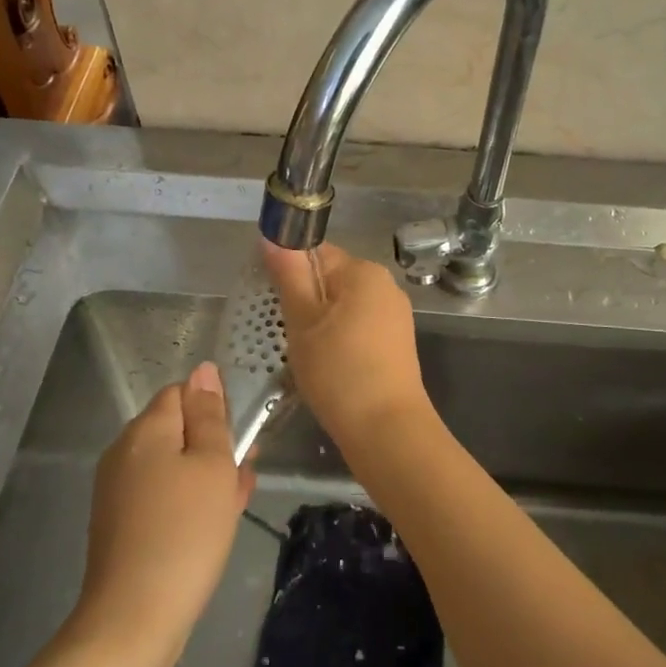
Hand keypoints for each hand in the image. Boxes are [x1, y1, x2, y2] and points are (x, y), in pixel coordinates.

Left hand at [73, 363, 255, 666]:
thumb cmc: (185, 533)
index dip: (213, 410)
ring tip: (232, 505)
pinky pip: (161, 496)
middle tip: (240, 478)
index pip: (182, 393)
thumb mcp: (212, 466)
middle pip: (177, 429)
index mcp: (145, 430)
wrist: (134, 620)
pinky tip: (210, 527)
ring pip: (173, 465)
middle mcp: (124, 452)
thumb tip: (203, 370)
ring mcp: (118, 490)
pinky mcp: (120, 523)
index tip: (235, 444)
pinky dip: (187, 503)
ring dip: (205, 477)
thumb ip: (210, 416)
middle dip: (213, 447)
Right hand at [260, 240, 432, 454]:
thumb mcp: (302, 321)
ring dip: (320, 322)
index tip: (269, 300)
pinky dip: (339, 339)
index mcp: (364, 272)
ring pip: (343, 306)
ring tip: (304, 353)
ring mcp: (395, 315)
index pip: (316, 252)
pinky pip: (358, 327)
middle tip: (285, 332)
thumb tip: (272, 236)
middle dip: (304, 300)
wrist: (386, 430)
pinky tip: (328, 365)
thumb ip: (288, 276)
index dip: (288, 271)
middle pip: (331, 279)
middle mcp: (385, 286)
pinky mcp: (396, 343)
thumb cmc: (339, 371)